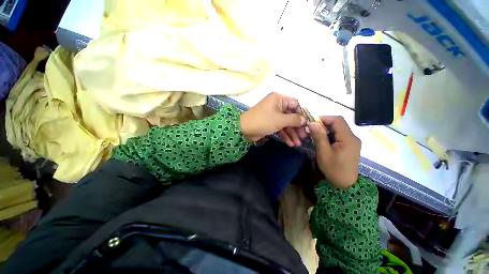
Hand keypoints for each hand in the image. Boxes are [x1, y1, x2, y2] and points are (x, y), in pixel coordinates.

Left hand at [240, 93, 306, 145]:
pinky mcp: (270, 123)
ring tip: (298, 144)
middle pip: (291, 115)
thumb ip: (294, 119)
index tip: (309, 124)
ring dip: (292, 133)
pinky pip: (280, 128)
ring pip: (286, 123)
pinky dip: (284, 135)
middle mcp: (277, 105)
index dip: (303, 114)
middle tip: (305, 137)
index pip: (296, 104)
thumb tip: (305, 120)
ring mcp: (273, 115)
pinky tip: (290, 143)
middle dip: (297, 127)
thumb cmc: (263, 121)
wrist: (244, 130)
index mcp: (279, 99)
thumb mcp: (280, 120)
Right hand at [309, 116, 360, 188]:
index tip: (312, 123)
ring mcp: (353, 141)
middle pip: (339, 123)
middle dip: (324, 124)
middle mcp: (353, 137)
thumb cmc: (334, 169)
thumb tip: (312, 123)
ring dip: (327, 129)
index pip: (338, 120)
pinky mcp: (350, 145)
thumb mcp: (323, 152)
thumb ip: (319, 136)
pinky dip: (330, 134)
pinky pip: (340, 135)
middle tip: (312, 129)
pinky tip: (323, 140)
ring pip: (339, 129)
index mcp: (348, 138)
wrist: (345, 184)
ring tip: (316, 134)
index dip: (325, 118)